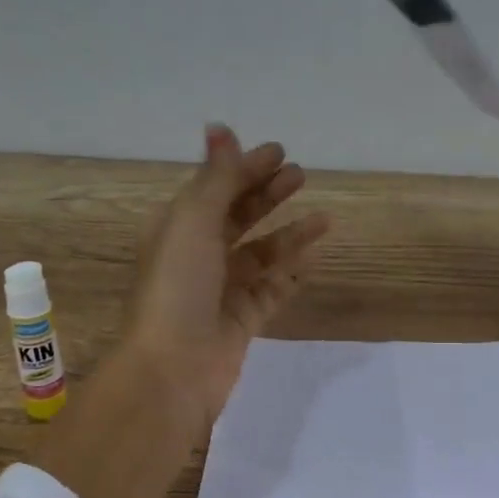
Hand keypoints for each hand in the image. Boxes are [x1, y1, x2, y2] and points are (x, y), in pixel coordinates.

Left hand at [123, 123, 329, 437]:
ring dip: (290, 233)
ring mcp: (221, 290)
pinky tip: (316, 258)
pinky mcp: (242, 320)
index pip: (215, 189)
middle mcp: (198, 256)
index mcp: (178, 229)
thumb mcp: (193, 222)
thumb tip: (219, 127)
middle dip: (268, 195)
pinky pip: (272, 290)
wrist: (174, 369)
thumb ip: (216, 178)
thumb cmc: (178, 287)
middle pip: (238, 217)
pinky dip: (292, 273)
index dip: (245, 169)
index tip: (280, 153)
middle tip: (301, 176)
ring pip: (261, 254)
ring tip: (324, 217)